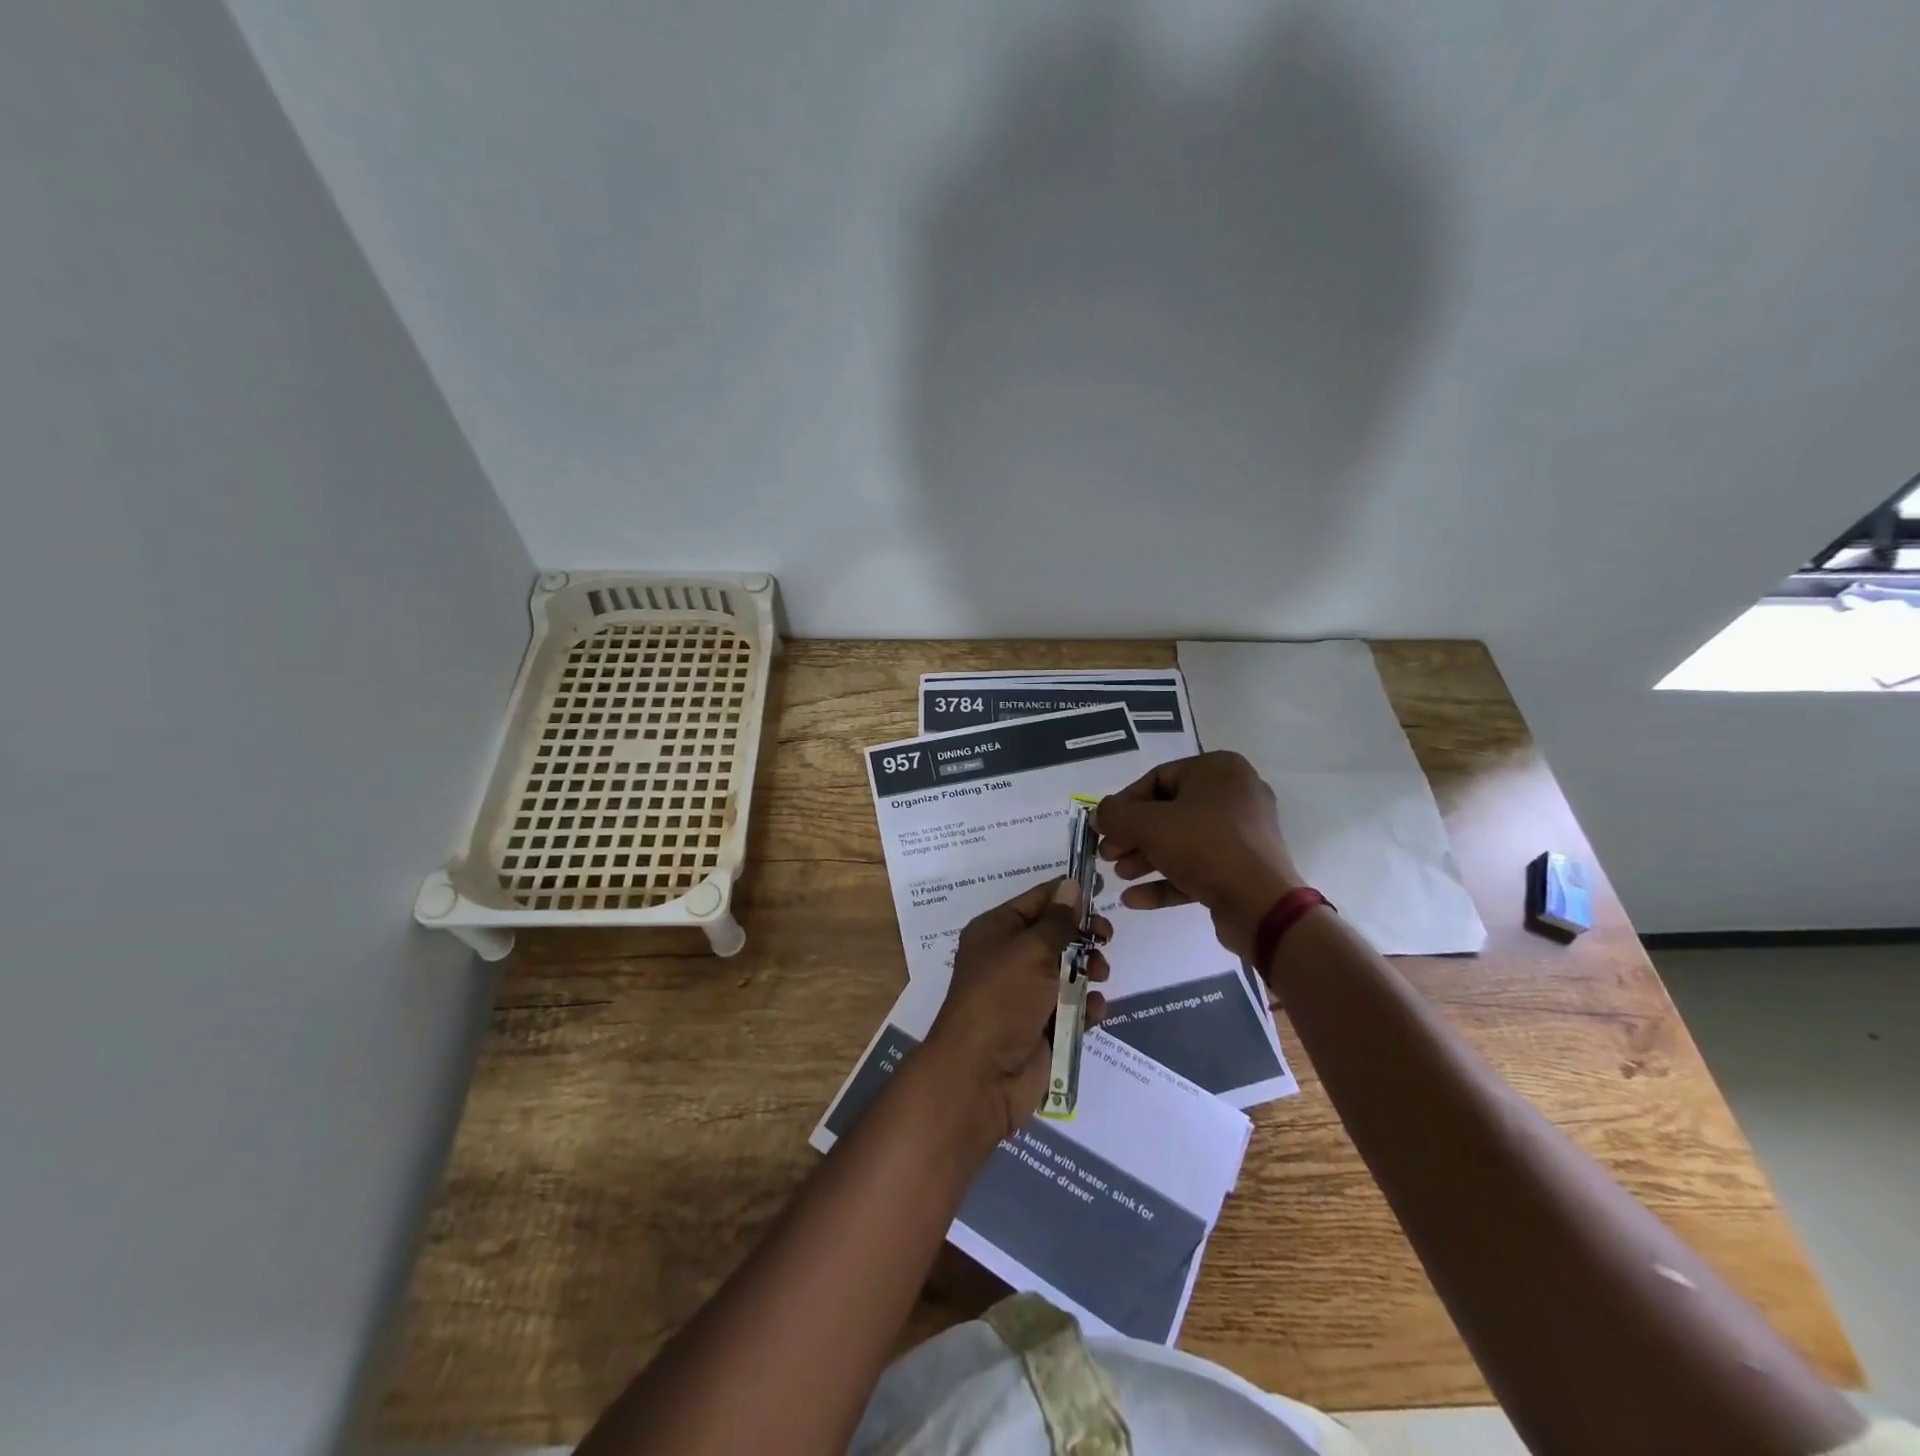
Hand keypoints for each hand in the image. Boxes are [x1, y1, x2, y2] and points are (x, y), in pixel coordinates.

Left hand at [924, 878, 1109, 1140]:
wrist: (982, 1074)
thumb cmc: (1002, 998)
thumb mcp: (1030, 950)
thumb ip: (1057, 920)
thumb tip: (1071, 885)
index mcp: (996, 930)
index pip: (1037, 900)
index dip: (1067, 894)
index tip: (1102, 887)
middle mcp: (1009, 958)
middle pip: (1056, 934)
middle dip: (1083, 935)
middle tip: (1106, 937)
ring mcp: (1026, 994)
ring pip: (1068, 970)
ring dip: (1089, 969)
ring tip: (1099, 975)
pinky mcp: (1043, 1026)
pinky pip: (1072, 1007)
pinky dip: (1086, 1006)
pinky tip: (1093, 1010)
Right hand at [1095, 751, 1302, 959]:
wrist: (1261, 905)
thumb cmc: (1204, 847)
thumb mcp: (1149, 824)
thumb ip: (1115, 814)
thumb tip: (1099, 815)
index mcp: (1219, 770)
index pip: (1158, 779)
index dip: (1124, 804)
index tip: (1103, 827)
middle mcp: (1235, 794)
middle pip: (1168, 812)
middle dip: (1133, 836)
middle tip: (1107, 854)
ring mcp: (1242, 833)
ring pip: (1181, 841)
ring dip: (1145, 858)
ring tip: (1118, 875)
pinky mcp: (1242, 868)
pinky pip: (1198, 867)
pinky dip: (1166, 879)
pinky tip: (1134, 899)